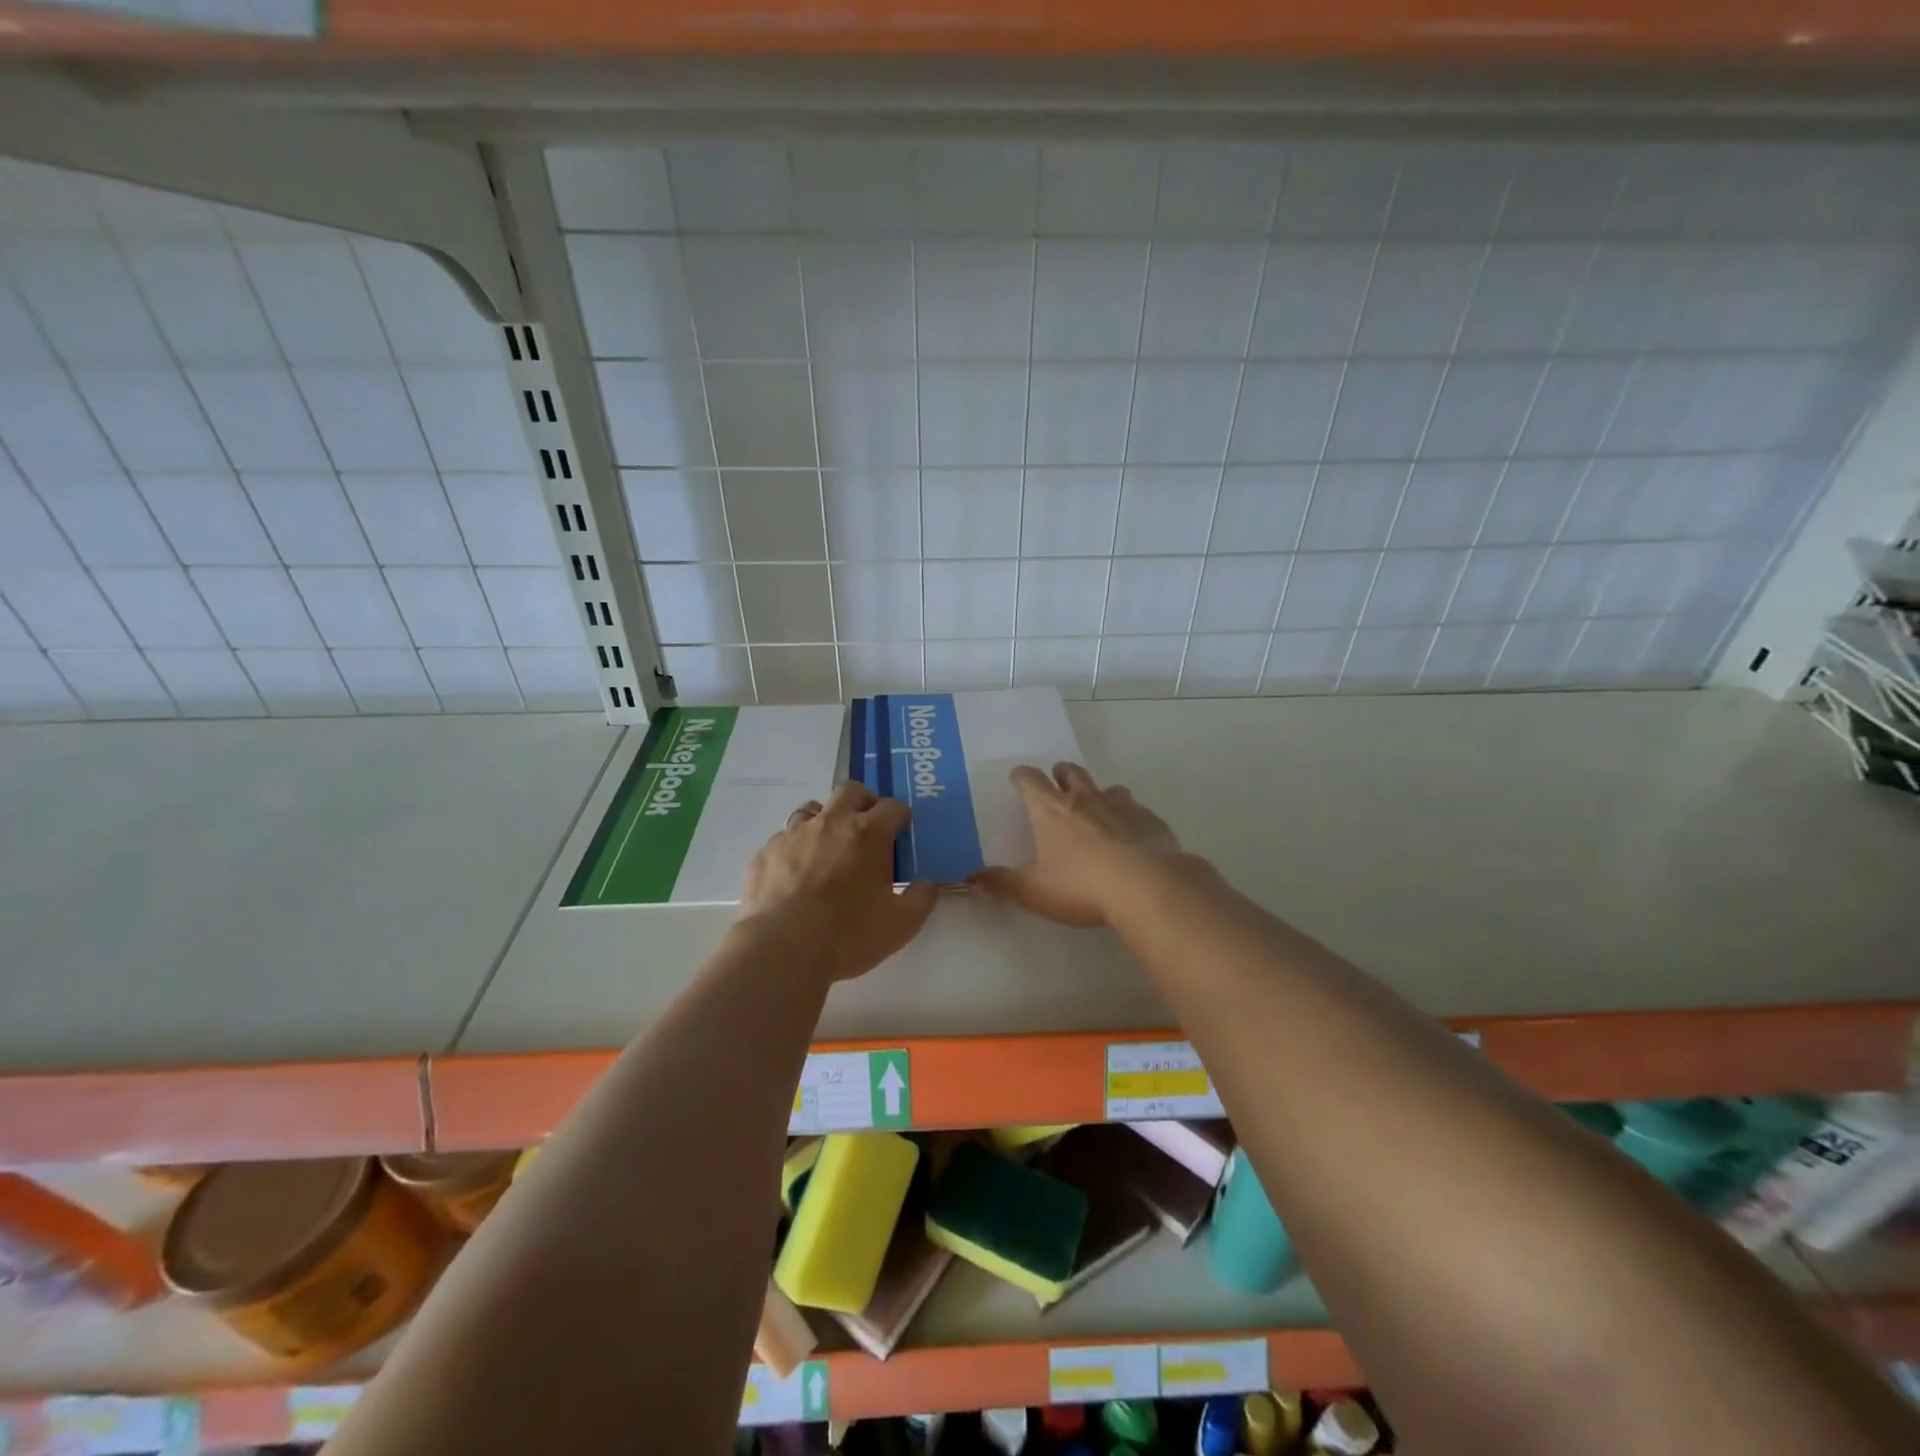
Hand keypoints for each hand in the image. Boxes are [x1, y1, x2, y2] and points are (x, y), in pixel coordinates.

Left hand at [738, 781, 937, 981]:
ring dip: (825, 820)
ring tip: (829, 847)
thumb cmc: (848, 934)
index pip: (893, 807)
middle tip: (867, 826)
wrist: (782, 949)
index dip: (901, 817)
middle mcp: (831, 823)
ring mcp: (794, 834)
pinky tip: (796, 874)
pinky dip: (796, 848)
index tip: (902, 831)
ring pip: (812, 809)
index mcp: (868, 834)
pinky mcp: (766, 852)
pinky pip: (784, 839)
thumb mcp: (901, 924)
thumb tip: (926, 885)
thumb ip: (920, 899)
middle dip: (863, 802)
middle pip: (850, 791)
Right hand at [971, 762, 1182, 927]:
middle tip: (1057, 780)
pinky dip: (1129, 815)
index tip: (1018, 776)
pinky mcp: (1150, 820)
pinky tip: (1132, 832)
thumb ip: (1002, 883)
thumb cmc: (1081, 886)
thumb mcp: (1034, 891)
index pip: (1031, 781)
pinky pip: (1137, 809)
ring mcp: (1121, 806)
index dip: (1022, 776)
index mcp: (1051, 811)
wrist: (1147, 887)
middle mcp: (1084, 800)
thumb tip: (970, 877)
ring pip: (1107, 788)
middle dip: (1061, 773)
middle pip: (1070, 773)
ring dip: (1098, 792)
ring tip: (1097, 805)